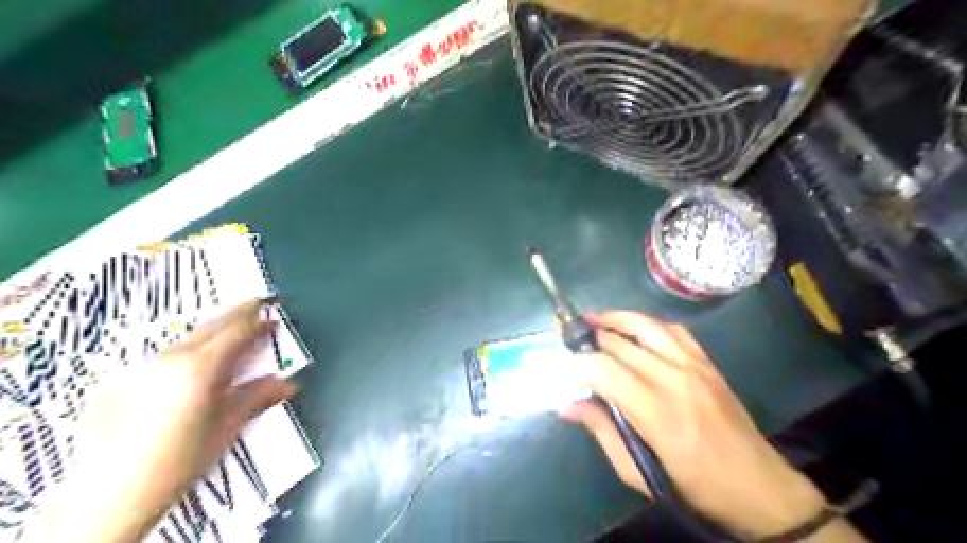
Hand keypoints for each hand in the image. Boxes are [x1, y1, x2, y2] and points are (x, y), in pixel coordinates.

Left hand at [39, 299, 293, 542]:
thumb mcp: (228, 426)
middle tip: (255, 305)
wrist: (108, 495)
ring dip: (210, 333)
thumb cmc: (180, 460)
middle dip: (236, 314)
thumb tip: (288, 383)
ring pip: (185, 339)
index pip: (237, 331)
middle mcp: (170, 358)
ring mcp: (141, 367)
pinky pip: (161, 357)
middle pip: (211, 325)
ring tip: (225, 337)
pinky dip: (183, 353)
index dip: (258, 322)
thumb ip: (258, 397)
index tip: (273, 318)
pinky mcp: (118, 380)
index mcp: (201, 367)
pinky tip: (186, 369)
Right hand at [563, 310, 826, 538]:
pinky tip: (634, 328)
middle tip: (568, 337)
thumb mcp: (639, 472)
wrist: (758, 487)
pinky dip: (648, 323)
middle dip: (589, 336)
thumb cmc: (693, 487)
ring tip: (593, 319)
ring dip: (616, 318)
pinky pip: (674, 330)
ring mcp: (694, 367)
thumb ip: (602, 431)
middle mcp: (674, 379)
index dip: (576, 362)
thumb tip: (567, 405)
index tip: (561, 364)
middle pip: (621, 343)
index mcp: (655, 412)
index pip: (605, 370)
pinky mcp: (707, 363)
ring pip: (647, 326)